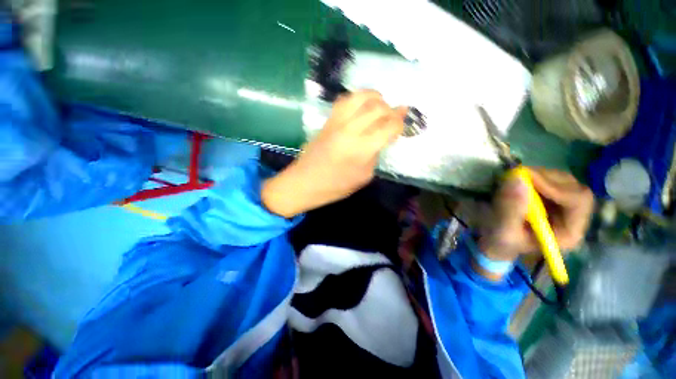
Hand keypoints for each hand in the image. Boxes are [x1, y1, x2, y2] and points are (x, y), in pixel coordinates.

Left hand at [262, 90, 406, 217]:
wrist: (305, 182)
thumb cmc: (336, 186)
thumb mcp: (364, 177)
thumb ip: (375, 155)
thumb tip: (380, 138)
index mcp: (362, 148)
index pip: (389, 126)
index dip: (400, 123)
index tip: (403, 125)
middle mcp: (351, 130)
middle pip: (378, 108)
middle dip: (392, 110)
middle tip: (396, 116)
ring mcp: (337, 122)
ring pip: (361, 97)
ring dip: (376, 98)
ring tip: (382, 105)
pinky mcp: (328, 120)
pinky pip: (345, 100)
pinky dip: (358, 98)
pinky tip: (362, 106)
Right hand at [478, 168, 594, 262]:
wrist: (496, 241)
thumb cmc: (501, 242)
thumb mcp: (502, 231)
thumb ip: (509, 209)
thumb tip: (516, 179)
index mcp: (569, 231)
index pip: (579, 201)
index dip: (556, 187)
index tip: (527, 179)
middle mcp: (573, 217)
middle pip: (573, 187)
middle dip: (546, 178)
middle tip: (518, 175)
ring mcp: (563, 205)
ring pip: (563, 180)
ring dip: (538, 175)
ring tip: (514, 180)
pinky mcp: (551, 197)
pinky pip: (551, 179)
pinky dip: (534, 176)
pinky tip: (518, 182)